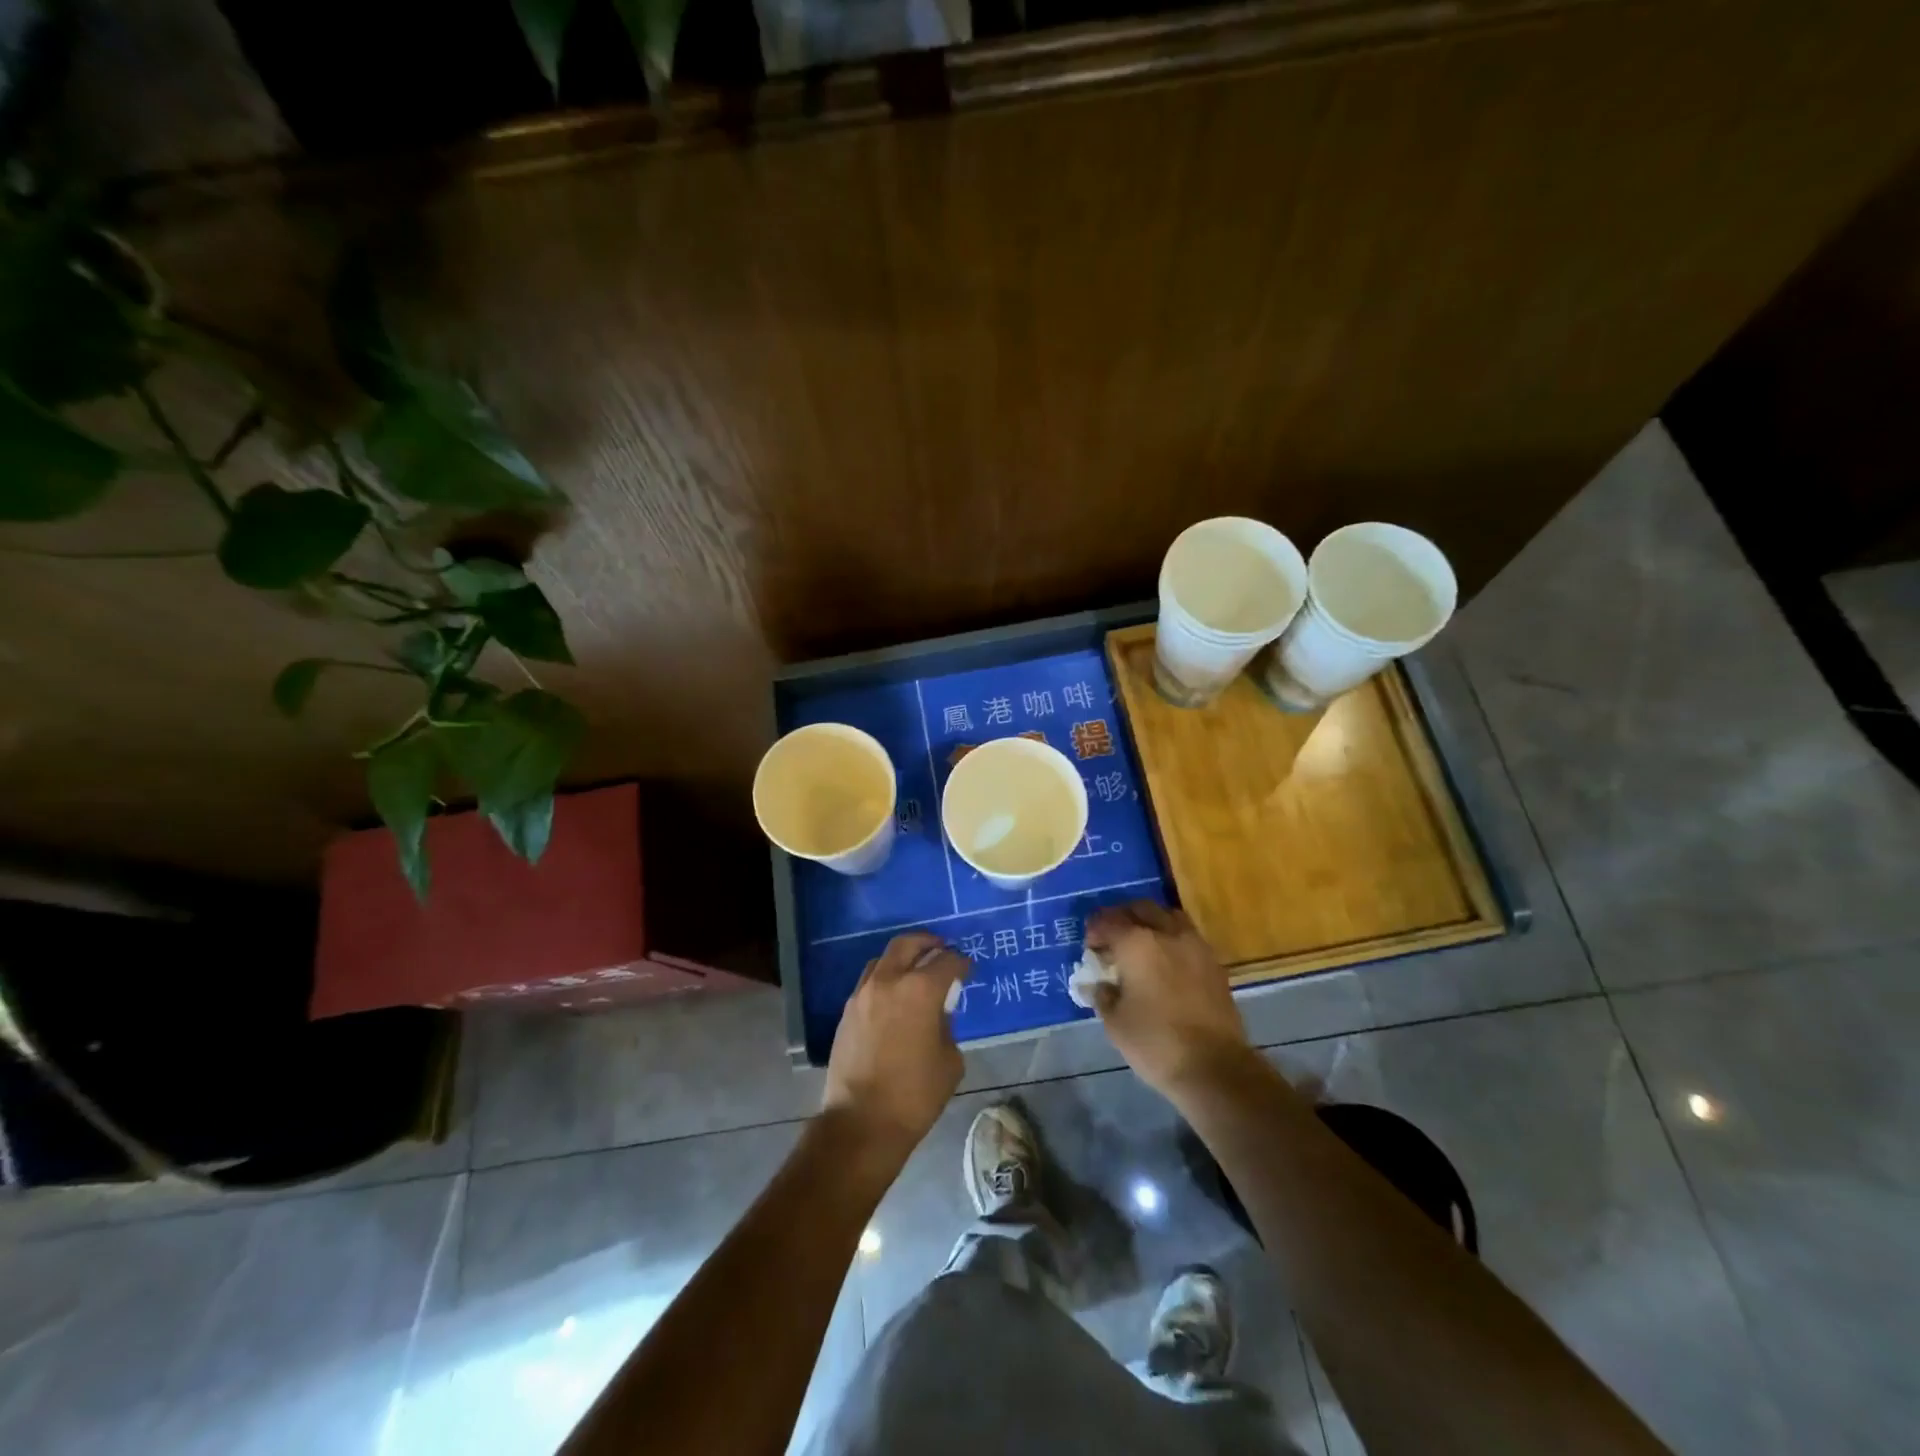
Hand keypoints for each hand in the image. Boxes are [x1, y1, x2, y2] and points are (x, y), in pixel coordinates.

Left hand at [822, 931, 968, 1165]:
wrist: (861, 1122)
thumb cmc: (915, 1095)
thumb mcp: (949, 1060)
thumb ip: (946, 1026)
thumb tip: (937, 1014)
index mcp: (920, 990)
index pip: (947, 961)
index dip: (961, 962)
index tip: (968, 969)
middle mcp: (888, 981)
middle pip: (908, 944)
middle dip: (928, 943)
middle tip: (941, 950)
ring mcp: (863, 994)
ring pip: (884, 959)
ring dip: (903, 959)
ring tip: (916, 973)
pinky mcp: (847, 1011)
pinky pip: (869, 982)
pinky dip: (885, 979)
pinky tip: (895, 998)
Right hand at [1085, 901, 1252, 1098]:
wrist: (1214, 1066)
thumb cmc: (1155, 1042)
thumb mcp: (1114, 1022)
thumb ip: (1102, 995)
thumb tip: (1099, 984)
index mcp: (1136, 943)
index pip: (1108, 921)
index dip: (1095, 930)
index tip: (1089, 946)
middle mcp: (1167, 933)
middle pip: (1141, 908)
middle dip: (1122, 918)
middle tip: (1112, 939)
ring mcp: (1195, 945)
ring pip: (1168, 916)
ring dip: (1151, 922)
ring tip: (1141, 945)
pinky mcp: (1214, 963)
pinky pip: (1187, 936)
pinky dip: (1172, 939)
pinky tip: (1165, 962)